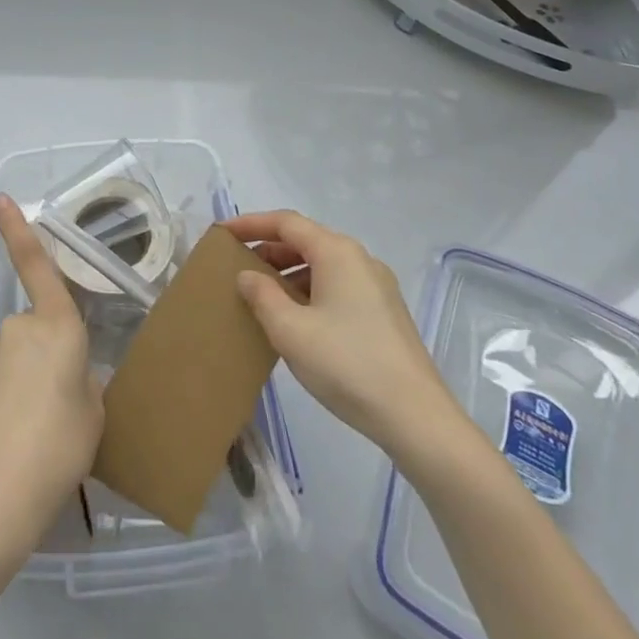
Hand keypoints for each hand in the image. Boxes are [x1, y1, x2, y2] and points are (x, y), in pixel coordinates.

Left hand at [0, 194, 103, 556]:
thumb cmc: (57, 447)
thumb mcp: (94, 415)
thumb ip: (85, 385)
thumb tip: (70, 380)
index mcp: (56, 327)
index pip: (37, 265)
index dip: (18, 230)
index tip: (0, 199)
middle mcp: (16, 331)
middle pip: (36, 333)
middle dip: (47, 359)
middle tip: (62, 411)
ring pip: (14, 362)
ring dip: (24, 386)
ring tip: (35, 438)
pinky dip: (3, 407)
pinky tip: (10, 446)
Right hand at [227, 210, 458, 460]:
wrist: (416, 416)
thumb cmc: (346, 364)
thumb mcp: (290, 330)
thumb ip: (262, 296)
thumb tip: (248, 274)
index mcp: (337, 252)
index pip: (286, 223)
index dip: (251, 224)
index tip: (222, 232)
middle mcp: (359, 259)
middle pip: (306, 240)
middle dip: (269, 249)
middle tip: (236, 265)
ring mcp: (376, 285)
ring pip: (322, 265)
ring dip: (288, 272)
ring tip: (260, 294)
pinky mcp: (384, 312)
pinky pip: (337, 285)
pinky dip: (309, 289)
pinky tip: (295, 318)